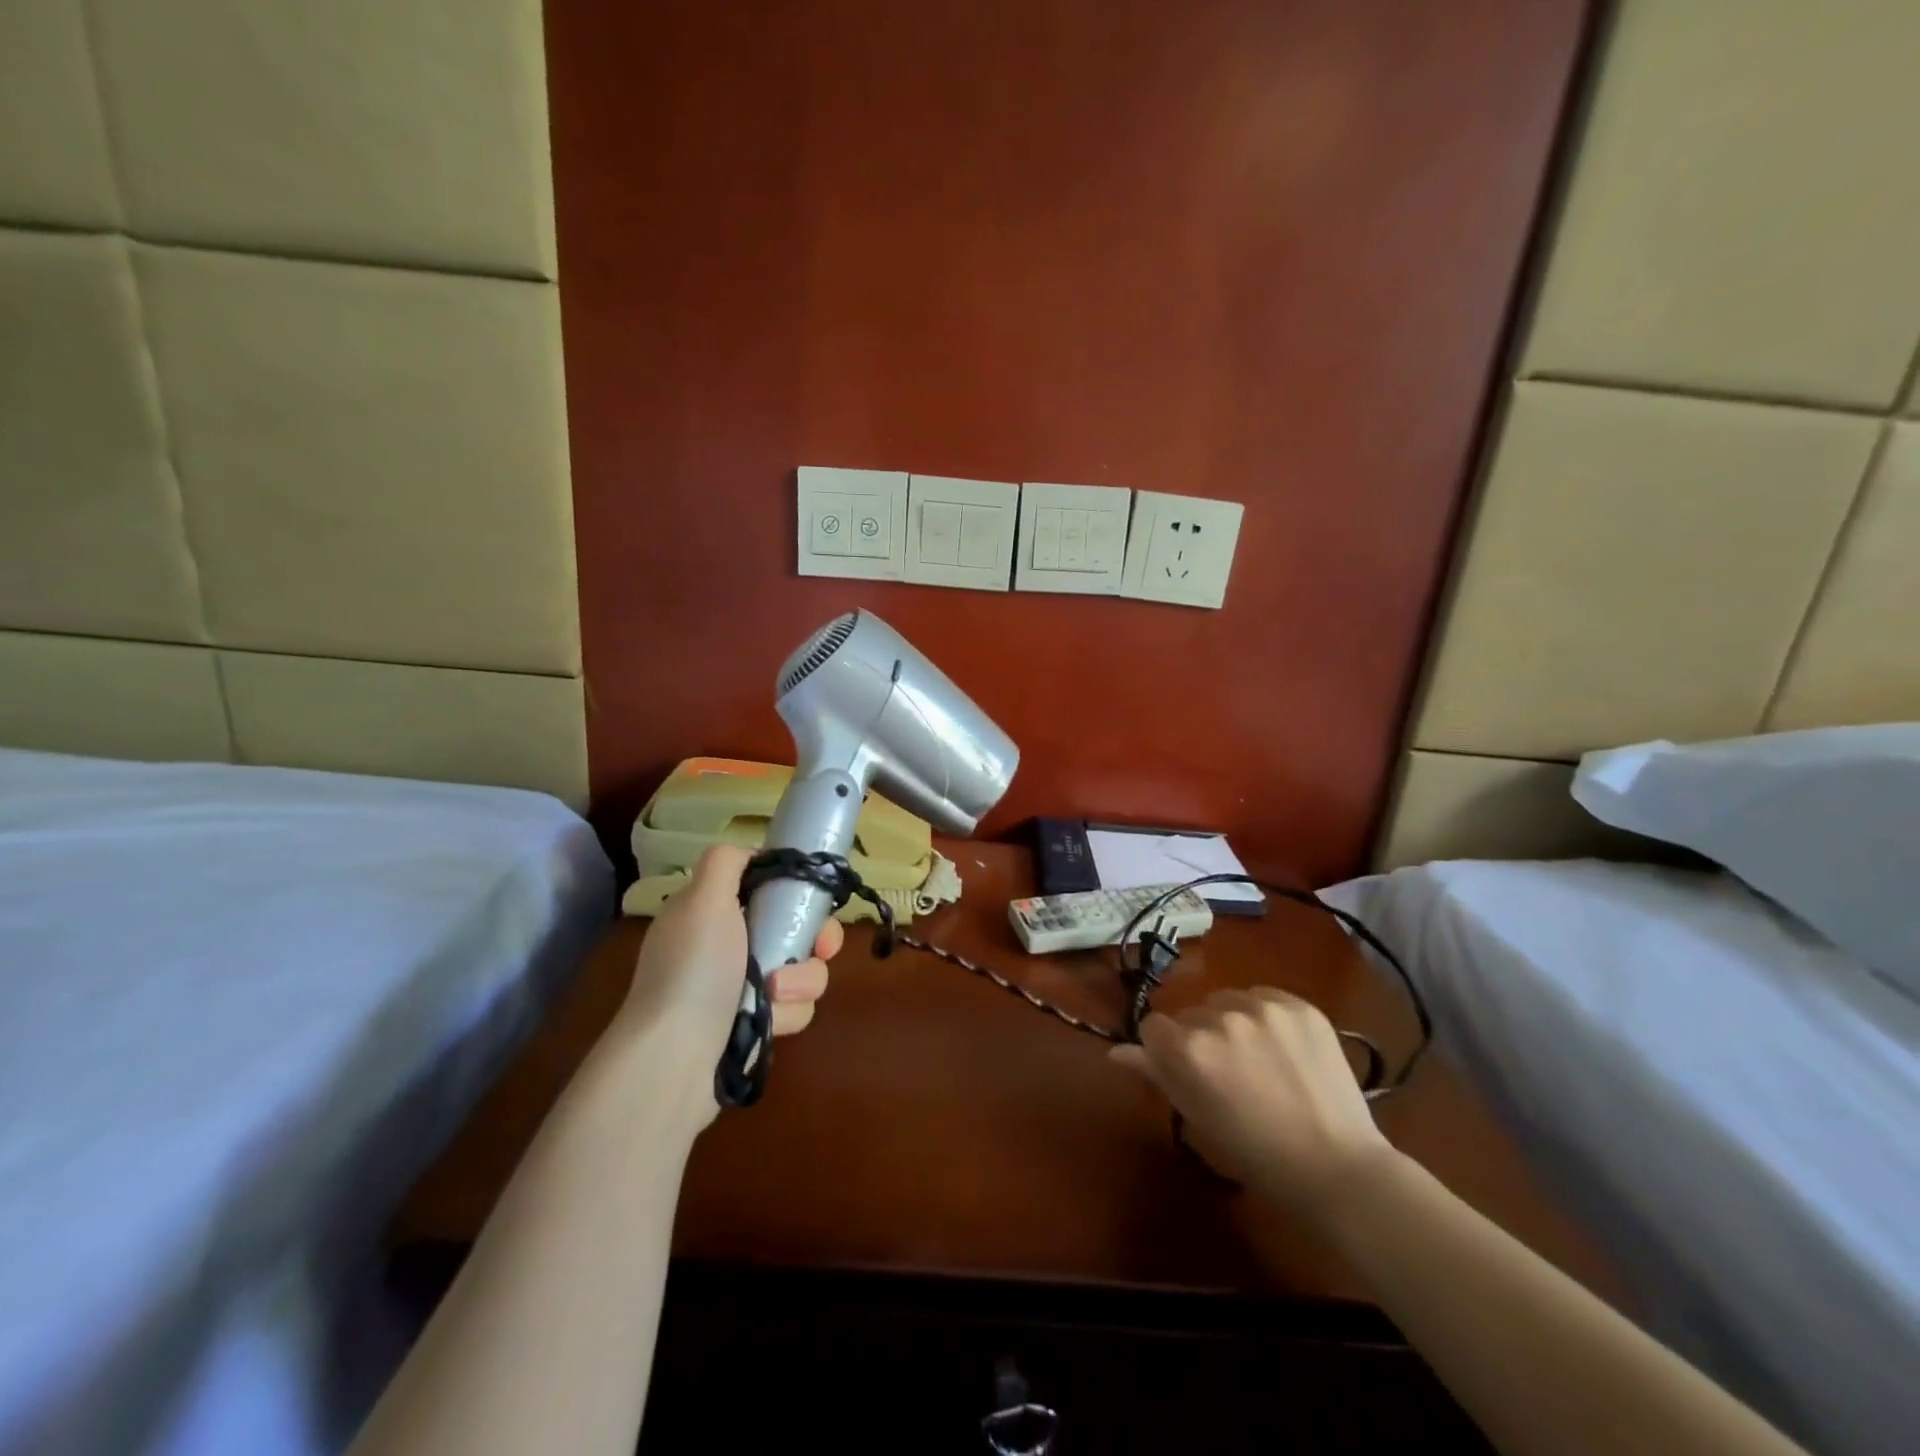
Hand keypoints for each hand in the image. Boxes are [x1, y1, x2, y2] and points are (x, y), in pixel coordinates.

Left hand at [616, 845, 839, 1111]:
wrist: (674, 1060)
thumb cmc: (694, 971)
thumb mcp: (702, 900)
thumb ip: (726, 862)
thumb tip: (751, 854)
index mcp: (714, 911)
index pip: (769, 887)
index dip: (798, 890)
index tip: (814, 900)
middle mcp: (730, 946)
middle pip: (797, 928)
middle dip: (814, 940)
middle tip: (819, 949)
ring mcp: (744, 988)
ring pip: (804, 969)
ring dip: (800, 982)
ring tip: (774, 997)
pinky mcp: (757, 1025)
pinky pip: (796, 1007)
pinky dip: (787, 1014)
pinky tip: (768, 1024)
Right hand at [1110, 987, 1397, 1219]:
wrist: (1338, 1168)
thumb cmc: (1256, 1154)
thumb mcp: (1196, 1118)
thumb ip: (1156, 1075)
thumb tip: (1118, 1051)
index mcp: (1188, 1050)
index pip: (1153, 1026)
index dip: (1165, 1050)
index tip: (1187, 1073)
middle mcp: (1220, 1018)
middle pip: (1191, 1013)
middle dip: (1201, 1037)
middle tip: (1228, 1074)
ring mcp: (1263, 1007)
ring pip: (1227, 1001)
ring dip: (1232, 1022)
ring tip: (1260, 1060)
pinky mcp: (1299, 1005)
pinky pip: (1264, 996)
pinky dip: (1266, 1017)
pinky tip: (1284, 1049)